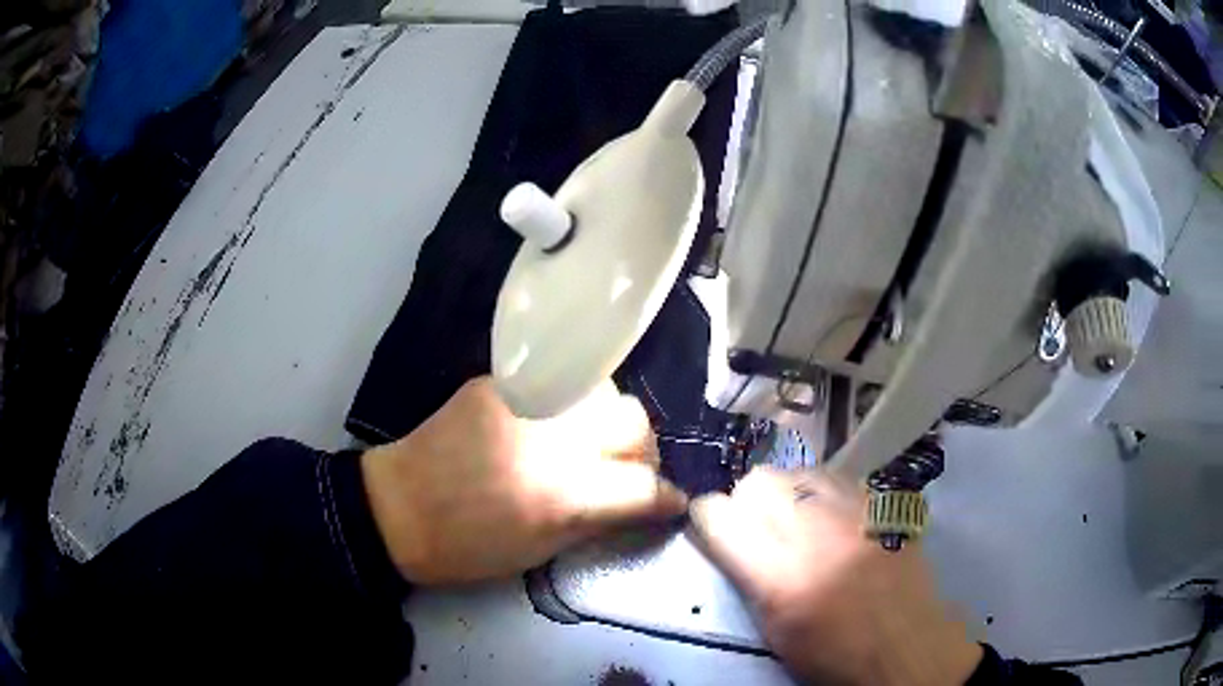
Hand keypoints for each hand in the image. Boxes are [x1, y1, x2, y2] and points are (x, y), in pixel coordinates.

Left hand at [361, 377, 687, 583]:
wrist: (397, 509)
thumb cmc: (468, 549)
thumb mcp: (541, 552)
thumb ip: (599, 521)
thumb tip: (643, 504)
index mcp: (564, 494)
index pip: (646, 485)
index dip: (668, 497)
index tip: (672, 502)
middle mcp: (554, 440)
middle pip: (636, 422)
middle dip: (643, 451)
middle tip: (626, 470)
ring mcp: (526, 403)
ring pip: (605, 391)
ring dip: (610, 420)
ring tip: (590, 441)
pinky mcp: (498, 383)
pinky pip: (559, 385)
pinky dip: (570, 406)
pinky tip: (552, 426)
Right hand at [689, 468, 980, 685]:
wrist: (904, 641)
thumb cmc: (831, 651)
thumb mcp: (773, 628)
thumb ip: (748, 576)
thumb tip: (729, 540)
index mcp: (778, 574)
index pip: (719, 515)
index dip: (707, 518)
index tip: (711, 527)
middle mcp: (814, 531)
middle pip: (757, 482)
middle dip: (746, 501)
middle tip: (757, 527)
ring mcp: (853, 510)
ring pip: (797, 470)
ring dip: (786, 493)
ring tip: (797, 519)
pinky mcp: (880, 502)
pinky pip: (836, 476)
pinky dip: (821, 490)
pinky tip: (830, 516)